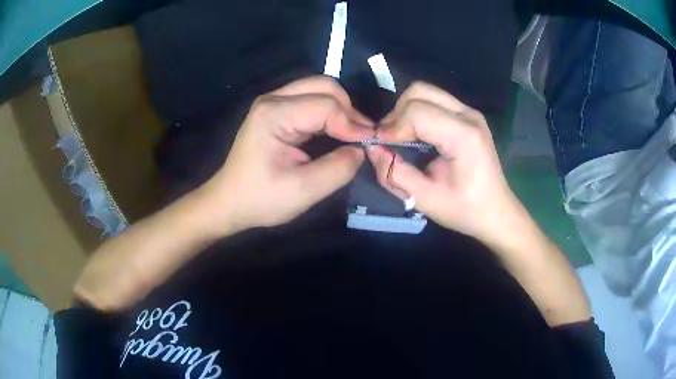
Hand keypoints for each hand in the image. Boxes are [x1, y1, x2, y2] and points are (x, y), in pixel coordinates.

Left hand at [198, 76, 373, 233]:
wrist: (229, 202)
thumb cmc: (260, 199)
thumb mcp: (303, 191)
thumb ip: (338, 168)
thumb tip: (361, 149)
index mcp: (274, 114)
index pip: (326, 106)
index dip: (353, 123)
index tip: (371, 142)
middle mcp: (273, 99)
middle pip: (323, 86)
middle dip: (349, 109)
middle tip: (362, 136)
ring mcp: (273, 102)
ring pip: (318, 89)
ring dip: (340, 108)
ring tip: (353, 134)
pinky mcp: (276, 110)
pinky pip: (310, 99)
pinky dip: (329, 112)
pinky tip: (336, 130)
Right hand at [367, 82, 523, 242]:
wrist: (496, 211)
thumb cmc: (464, 210)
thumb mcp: (424, 199)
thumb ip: (393, 173)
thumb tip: (372, 148)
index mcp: (464, 136)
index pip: (416, 112)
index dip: (392, 127)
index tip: (381, 147)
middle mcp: (468, 115)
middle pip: (420, 92)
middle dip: (397, 113)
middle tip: (390, 139)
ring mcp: (470, 112)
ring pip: (425, 92)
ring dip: (406, 110)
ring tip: (400, 136)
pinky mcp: (467, 115)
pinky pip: (434, 101)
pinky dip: (417, 112)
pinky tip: (416, 135)